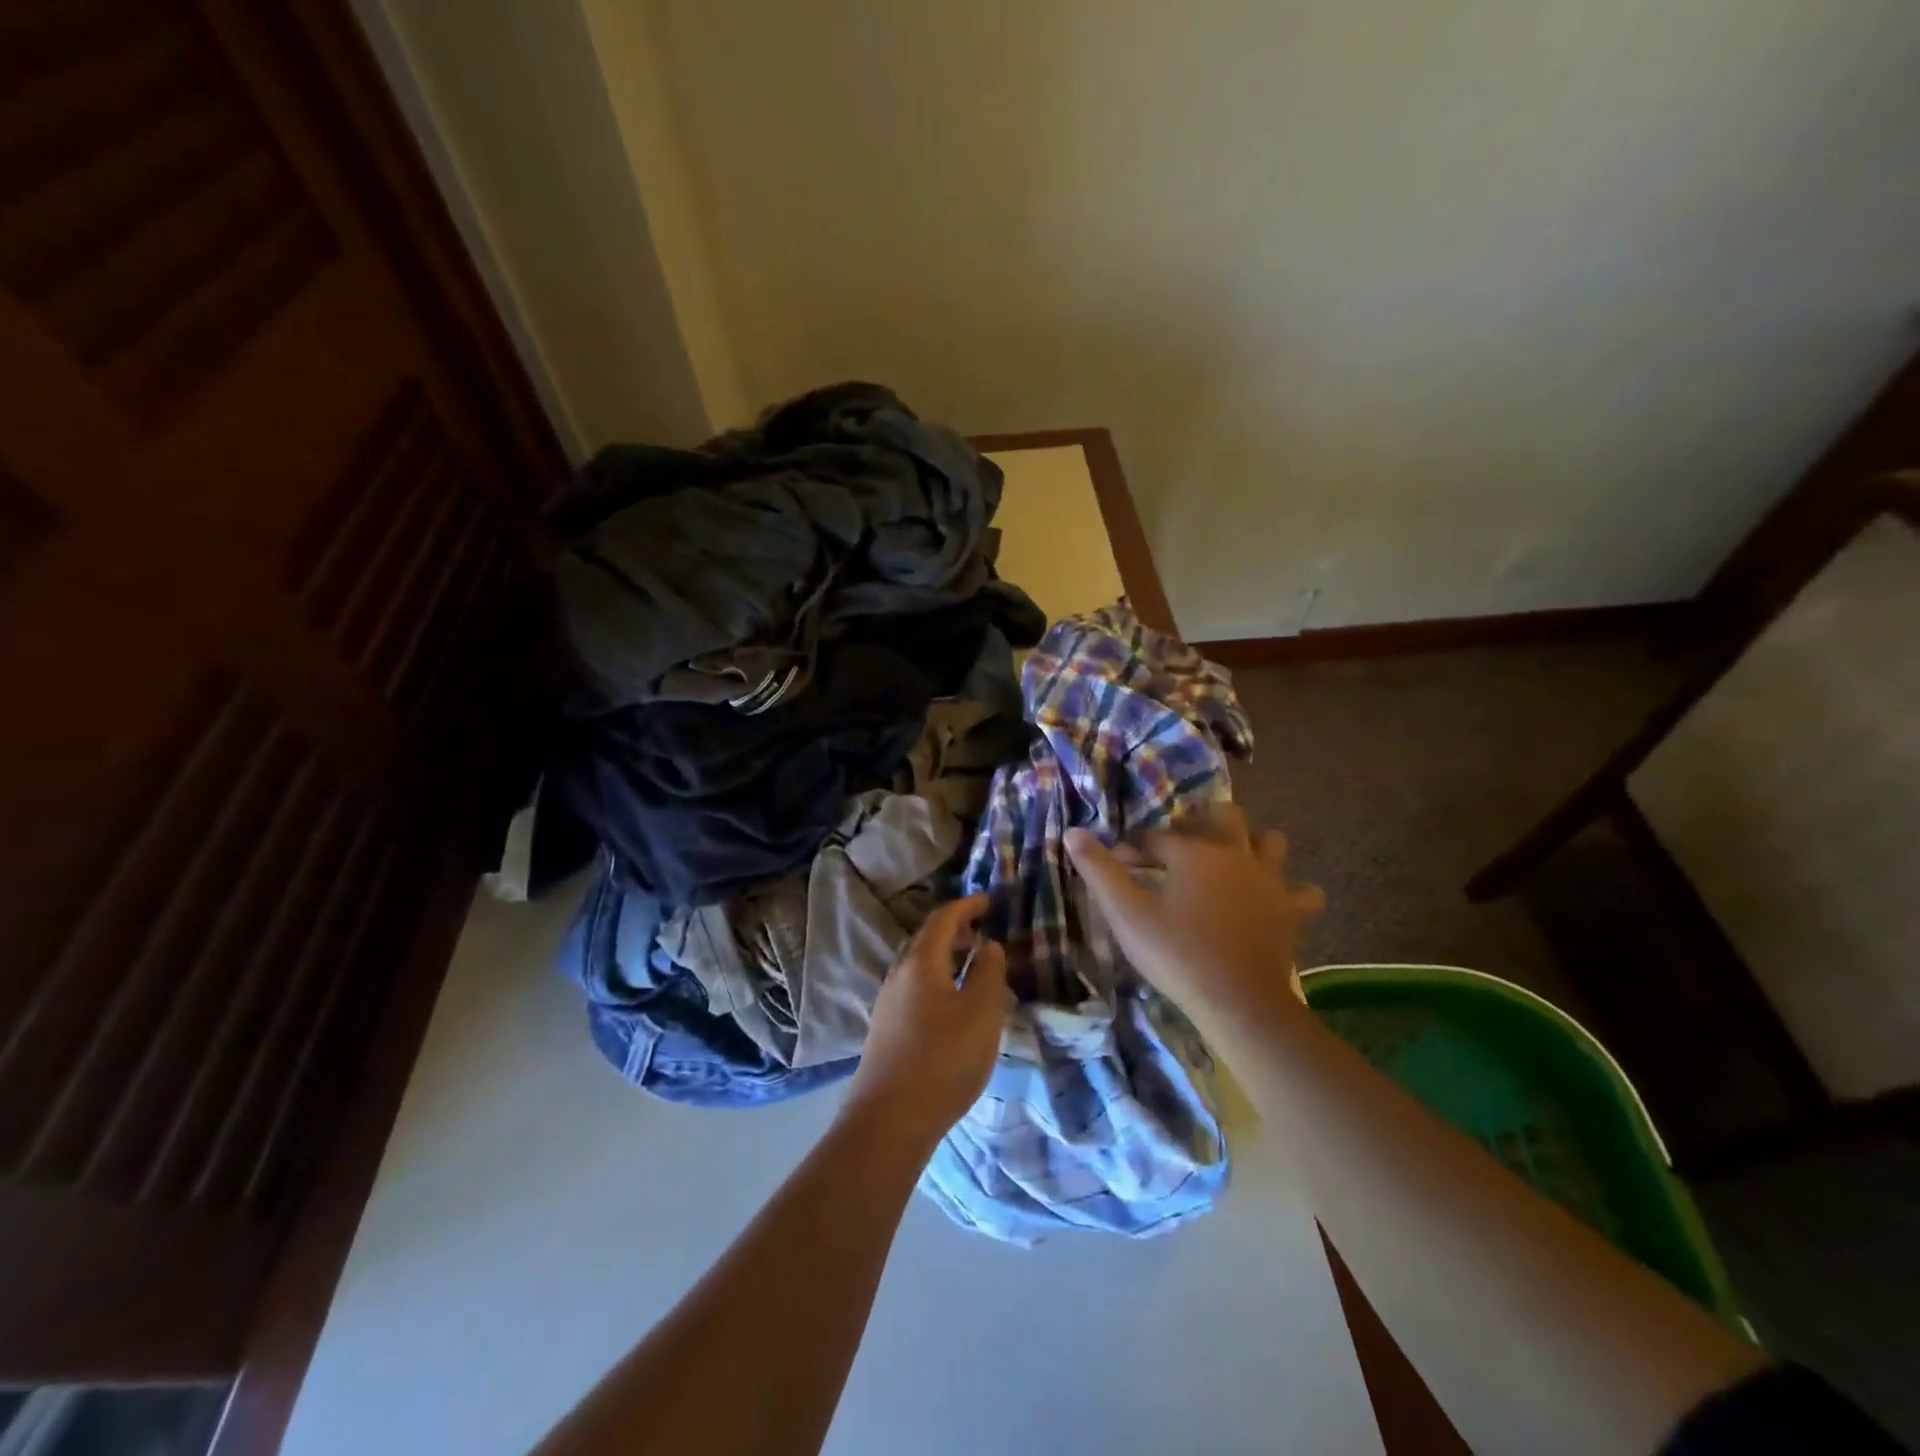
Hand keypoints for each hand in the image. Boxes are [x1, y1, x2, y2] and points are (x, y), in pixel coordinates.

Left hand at [845, 894, 1007, 1146]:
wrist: (889, 1120)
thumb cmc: (943, 1060)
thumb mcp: (982, 1014)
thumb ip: (989, 973)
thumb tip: (988, 945)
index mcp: (921, 962)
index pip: (943, 919)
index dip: (967, 905)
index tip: (989, 901)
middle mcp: (898, 974)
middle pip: (925, 938)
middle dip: (954, 928)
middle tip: (981, 930)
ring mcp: (887, 1001)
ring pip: (917, 963)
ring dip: (943, 954)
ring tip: (970, 964)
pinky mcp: (885, 1027)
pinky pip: (913, 985)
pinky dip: (935, 977)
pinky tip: (949, 1001)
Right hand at [1066, 804, 1323, 1024]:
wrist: (1240, 1003)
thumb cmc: (1178, 955)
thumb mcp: (1127, 914)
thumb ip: (1099, 871)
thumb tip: (1073, 832)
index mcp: (1194, 852)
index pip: (1156, 836)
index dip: (1133, 846)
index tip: (1117, 861)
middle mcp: (1235, 854)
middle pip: (1224, 816)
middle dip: (1200, 821)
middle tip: (1180, 843)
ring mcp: (1270, 881)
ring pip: (1269, 842)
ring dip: (1251, 843)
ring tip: (1229, 860)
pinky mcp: (1290, 911)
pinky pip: (1302, 891)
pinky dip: (1290, 890)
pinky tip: (1273, 899)